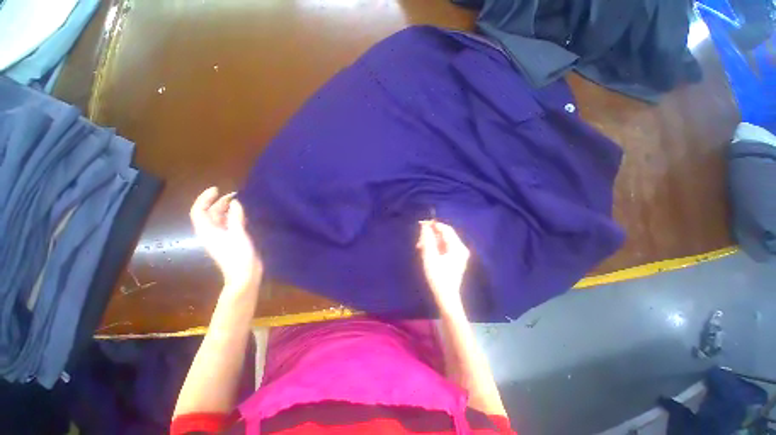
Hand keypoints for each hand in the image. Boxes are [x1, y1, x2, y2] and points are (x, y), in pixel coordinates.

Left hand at [190, 187, 262, 291]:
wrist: (245, 274)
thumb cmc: (238, 255)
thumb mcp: (238, 234)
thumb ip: (235, 217)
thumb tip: (235, 202)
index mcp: (207, 231)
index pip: (199, 211)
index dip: (205, 198)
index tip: (217, 189)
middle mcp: (211, 232)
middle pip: (210, 213)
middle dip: (219, 202)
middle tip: (234, 194)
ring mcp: (221, 237)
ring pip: (220, 218)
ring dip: (227, 209)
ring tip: (239, 201)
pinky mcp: (230, 240)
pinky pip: (228, 224)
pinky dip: (234, 217)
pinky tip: (243, 214)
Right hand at [417, 220, 469, 308]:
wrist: (445, 297)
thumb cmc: (437, 277)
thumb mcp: (430, 256)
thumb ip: (427, 239)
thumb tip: (425, 226)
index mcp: (457, 247)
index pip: (446, 229)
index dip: (433, 225)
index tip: (420, 224)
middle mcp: (460, 248)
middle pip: (444, 235)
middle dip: (430, 235)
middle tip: (418, 242)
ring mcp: (458, 254)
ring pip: (442, 241)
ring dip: (431, 242)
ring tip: (419, 248)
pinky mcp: (454, 259)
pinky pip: (443, 248)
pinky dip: (434, 247)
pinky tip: (425, 252)